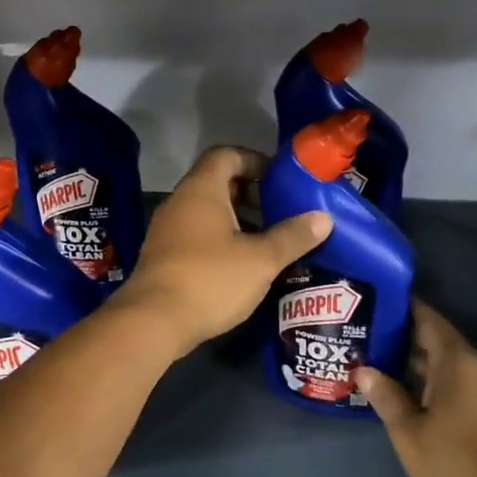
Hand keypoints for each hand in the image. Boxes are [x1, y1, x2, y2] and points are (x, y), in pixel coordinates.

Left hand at [115, 146, 330, 360]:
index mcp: (201, 190)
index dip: (255, 161)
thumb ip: (293, 237)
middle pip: (217, 182)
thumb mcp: (261, 259)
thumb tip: (323, 218)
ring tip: (268, 240)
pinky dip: (221, 240)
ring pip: (207, 212)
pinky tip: (243, 265)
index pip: (227, 155)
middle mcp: (180, 202)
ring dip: (238, 220)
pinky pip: (197, 235)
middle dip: (251, 193)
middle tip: (281, 211)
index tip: (280, 179)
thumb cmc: (210, 280)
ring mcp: (167, 230)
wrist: (153, 321)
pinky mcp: (163, 256)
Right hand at [355, 300, 476, 476]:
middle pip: (438, 341)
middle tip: (370, 335)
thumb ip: (386, 396)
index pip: (430, 320)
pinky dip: (432, 381)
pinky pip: (457, 382)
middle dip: (406, 337)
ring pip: (447, 364)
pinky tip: (409, 393)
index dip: (406, 309)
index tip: (379, 303)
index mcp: (456, 362)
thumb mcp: (408, 430)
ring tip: (382, 363)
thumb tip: (364, 369)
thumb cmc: (455, 458)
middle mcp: (476, 367)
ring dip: (418, 362)